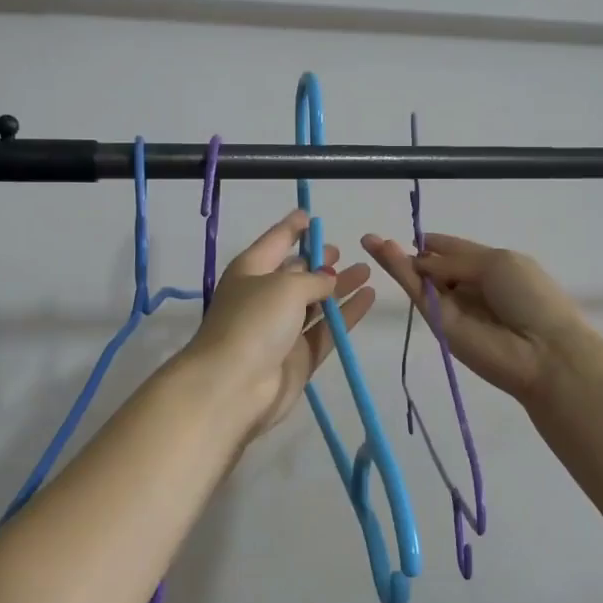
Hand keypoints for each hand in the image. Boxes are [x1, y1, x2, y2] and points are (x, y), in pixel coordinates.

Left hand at [185, 210, 375, 445]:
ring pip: (315, 302)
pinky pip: (326, 329)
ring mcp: (281, 329)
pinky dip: (346, 314)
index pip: (275, 241)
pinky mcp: (298, 356)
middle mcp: (264, 296)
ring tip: (366, 271)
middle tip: (341, 252)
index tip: (310, 215)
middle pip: (295, 273)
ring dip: (339, 287)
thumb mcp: (286, 286)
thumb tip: (328, 280)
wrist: (234, 387)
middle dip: (317, 261)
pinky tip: (368, 298)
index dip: (292, 228)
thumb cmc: (254, 321)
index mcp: (251, 270)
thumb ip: (314, 279)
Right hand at [360, 232, 588, 405]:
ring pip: (419, 279)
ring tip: (370, 241)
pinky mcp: (437, 324)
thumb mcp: (497, 264)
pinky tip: (382, 252)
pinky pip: (416, 293)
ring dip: (395, 259)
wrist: (541, 350)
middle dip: (409, 252)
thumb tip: (421, 261)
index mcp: (490, 267)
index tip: (412, 234)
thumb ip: (454, 260)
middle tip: (375, 239)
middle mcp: (468, 286)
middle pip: (433, 266)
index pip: (454, 251)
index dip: (433, 243)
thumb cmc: (530, 298)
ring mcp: (451, 307)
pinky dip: (399, 272)